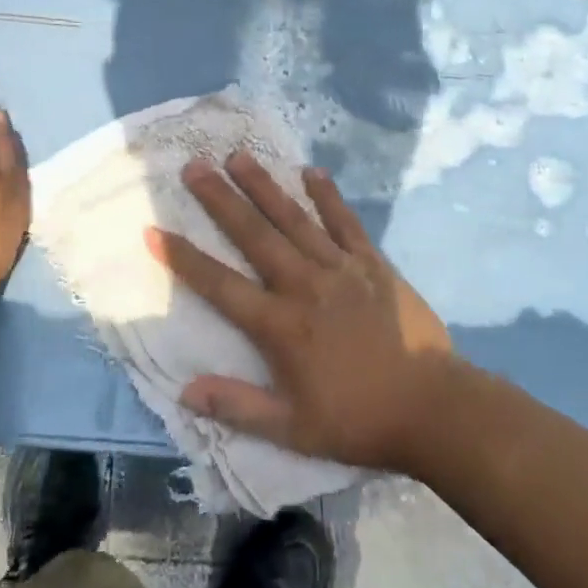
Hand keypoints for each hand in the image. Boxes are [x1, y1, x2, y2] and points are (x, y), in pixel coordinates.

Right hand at [145, 153, 454, 473]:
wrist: (433, 408)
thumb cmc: (359, 420)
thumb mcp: (293, 430)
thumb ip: (238, 406)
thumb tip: (185, 390)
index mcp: (280, 325)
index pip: (220, 285)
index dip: (184, 259)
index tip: (154, 230)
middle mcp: (304, 285)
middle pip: (254, 234)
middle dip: (220, 199)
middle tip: (194, 165)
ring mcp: (340, 269)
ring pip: (294, 218)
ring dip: (264, 186)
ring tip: (238, 156)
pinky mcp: (372, 263)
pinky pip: (345, 222)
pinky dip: (328, 196)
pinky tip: (312, 171)